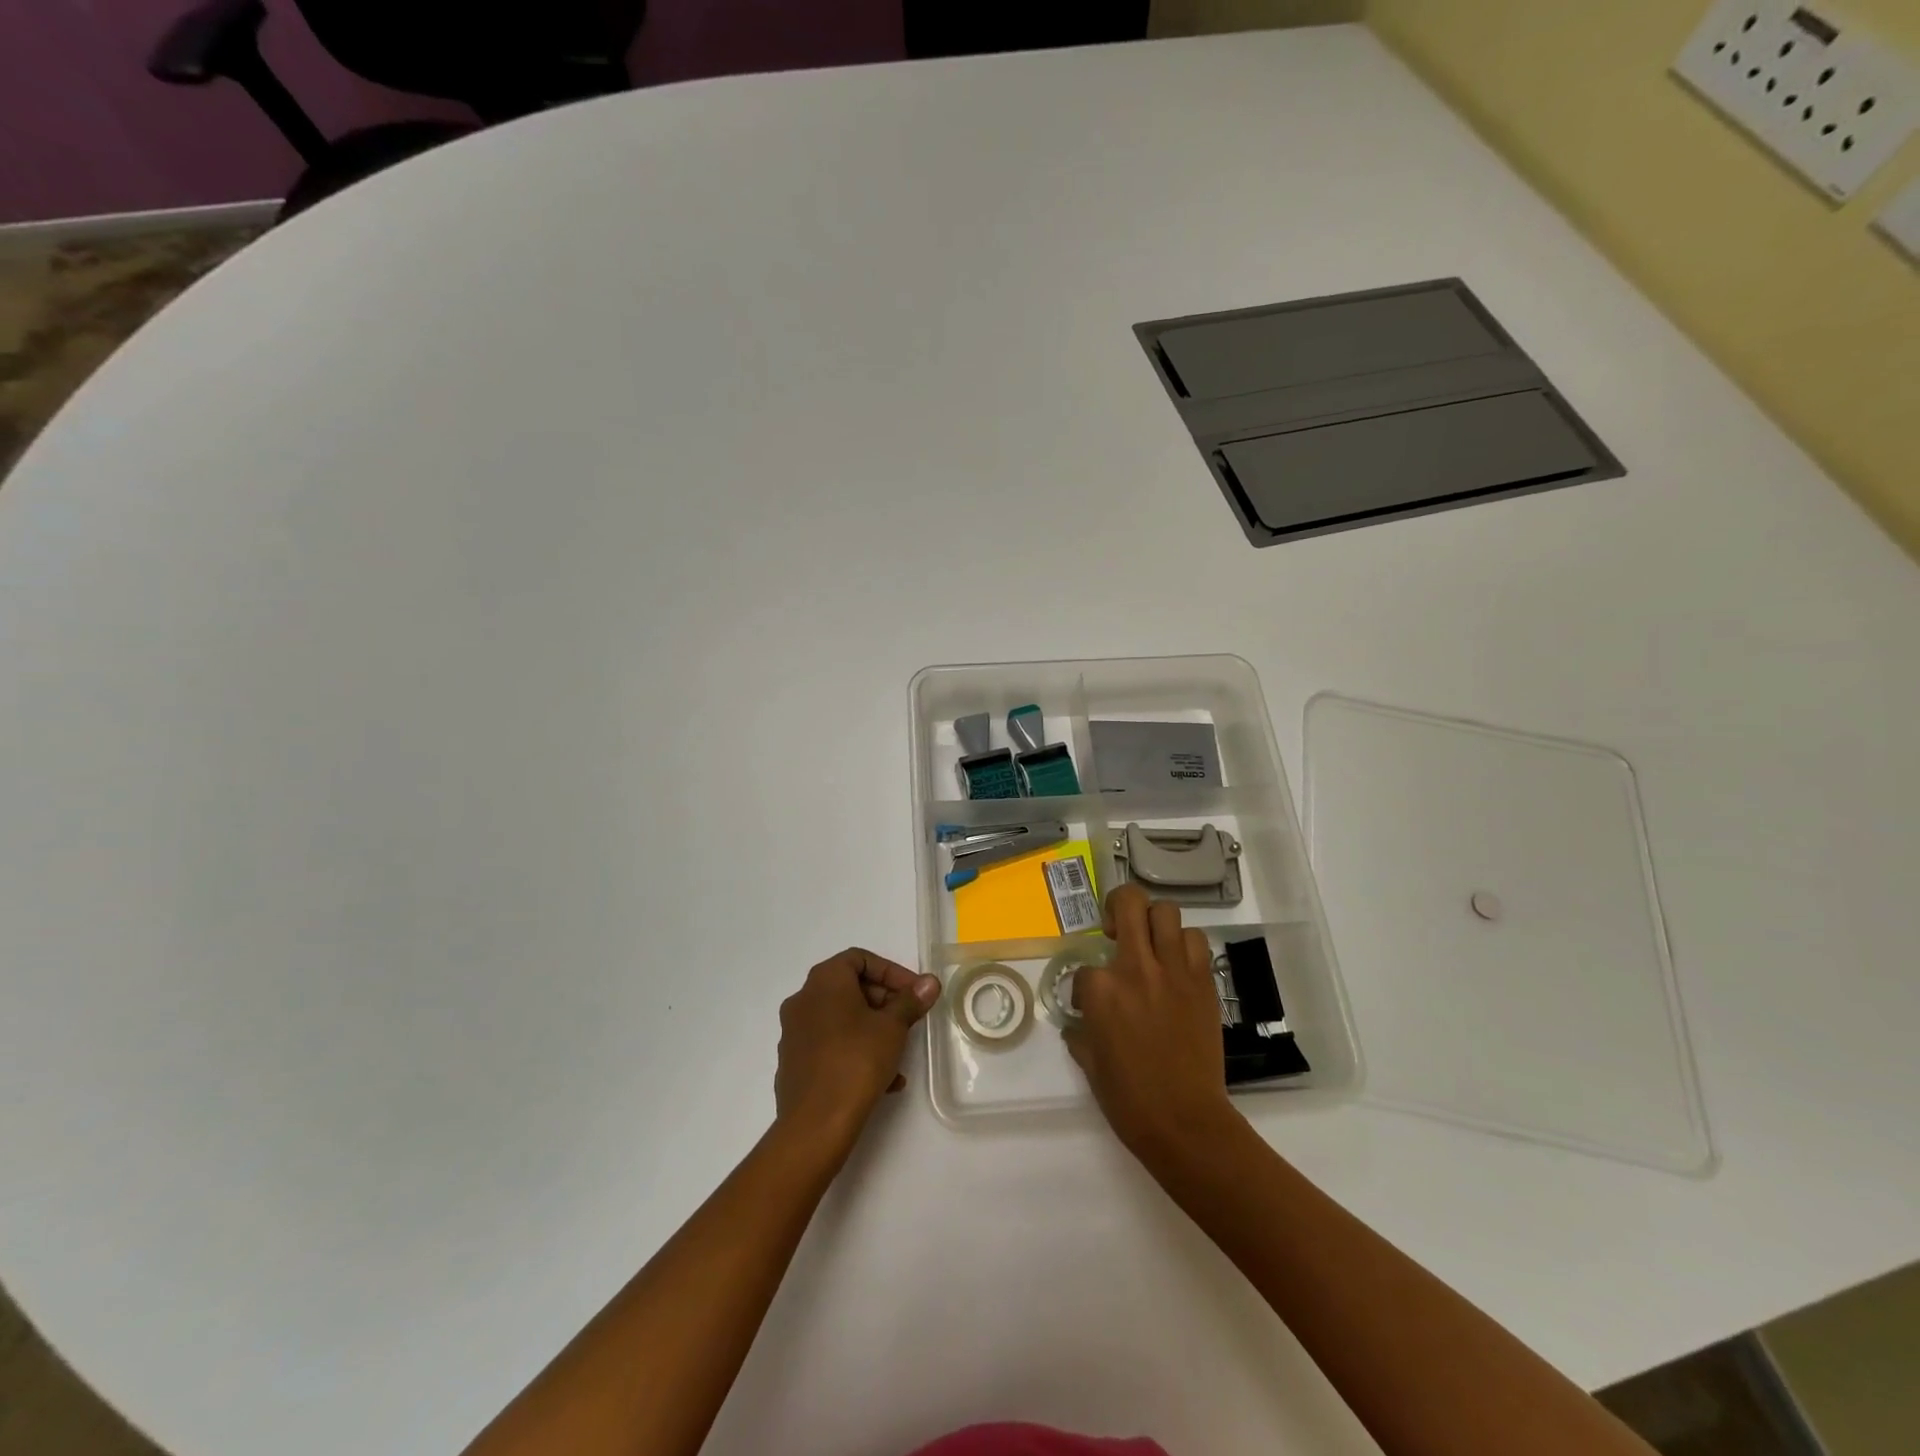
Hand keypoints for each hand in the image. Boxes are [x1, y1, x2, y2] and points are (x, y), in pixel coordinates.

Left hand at [774, 949, 940, 1150]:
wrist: (815, 1125)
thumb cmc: (856, 1061)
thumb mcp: (893, 1027)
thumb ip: (911, 1001)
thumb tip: (929, 982)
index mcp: (824, 981)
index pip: (859, 959)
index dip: (891, 972)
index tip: (914, 993)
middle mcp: (803, 1000)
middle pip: (849, 988)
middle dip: (884, 1002)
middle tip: (909, 1020)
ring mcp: (794, 1033)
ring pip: (842, 1020)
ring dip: (873, 1030)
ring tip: (899, 1054)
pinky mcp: (794, 1063)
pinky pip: (830, 1046)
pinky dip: (856, 1051)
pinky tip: (883, 1080)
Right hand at [1065, 884, 1235, 1160]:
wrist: (1184, 1120)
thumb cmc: (1129, 1098)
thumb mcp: (1089, 1062)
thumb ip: (1081, 1031)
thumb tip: (1079, 1022)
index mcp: (1101, 989)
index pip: (1085, 967)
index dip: (1085, 985)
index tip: (1091, 1005)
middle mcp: (1136, 967)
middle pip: (1128, 903)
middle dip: (1117, 906)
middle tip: (1116, 928)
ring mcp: (1173, 970)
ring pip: (1166, 912)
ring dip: (1154, 922)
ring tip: (1150, 944)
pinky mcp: (1203, 981)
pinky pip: (1195, 941)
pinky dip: (1184, 944)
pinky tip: (1176, 964)